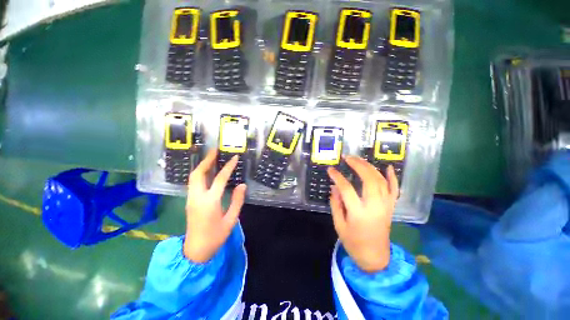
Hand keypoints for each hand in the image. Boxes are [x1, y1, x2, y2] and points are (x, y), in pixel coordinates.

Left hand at [184, 149, 246, 262]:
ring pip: (193, 177)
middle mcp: (197, 197)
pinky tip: (207, 171)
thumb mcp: (231, 220)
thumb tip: (242, 185)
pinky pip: (194, 183)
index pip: (220, 179)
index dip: (228, 167)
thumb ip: (237, 201)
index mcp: (210, 202)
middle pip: (198, 174)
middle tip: (215, 151)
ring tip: (211, 157)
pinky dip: (200, 173)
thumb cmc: (215, 237)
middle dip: (206, 160)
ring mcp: (191, 199)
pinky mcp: (189, 201)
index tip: (234, 157)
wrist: (195, 251)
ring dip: (202, 165)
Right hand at [328, 156, 398, 272]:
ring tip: (359, 159)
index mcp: (359, 213)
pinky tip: (388, 167)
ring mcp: (385, 206)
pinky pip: (394, 190)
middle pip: (369, 180)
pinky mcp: (391, 207)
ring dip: (370, 167)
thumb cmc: (354, 242)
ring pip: (381, 181)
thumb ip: (336, 204)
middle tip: (347, 158)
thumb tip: (334, 187)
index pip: (346, 189)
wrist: (375, 257)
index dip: (337, 177)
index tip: (330, 169)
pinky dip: (392, 177)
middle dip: (358, 165)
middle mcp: (375, 206)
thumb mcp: (339, 225)